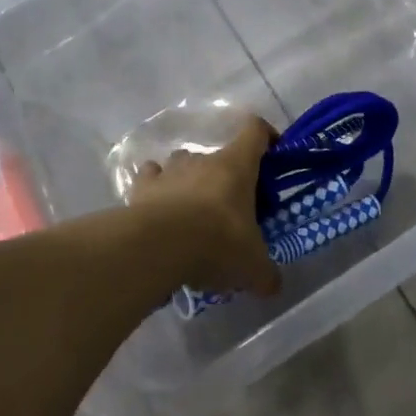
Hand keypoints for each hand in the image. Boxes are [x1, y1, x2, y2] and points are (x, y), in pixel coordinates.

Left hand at [130, 118, 280, 298]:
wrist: (160, 246)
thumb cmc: (217, 243)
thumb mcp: (252, 266)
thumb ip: (265, 274)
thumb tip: (273, 285)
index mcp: (236, 166)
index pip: (255, 131)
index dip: (265, 137)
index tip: (271, 154)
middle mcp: (203, 159)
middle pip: (218, 156)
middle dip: (225, 178)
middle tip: (229, 209)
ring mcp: (170, 170)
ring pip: (183, 164)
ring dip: (189, 181)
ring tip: (191, 213)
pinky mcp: (142, 187)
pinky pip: (151, 178)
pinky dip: (156, 189)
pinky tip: (159, 211)